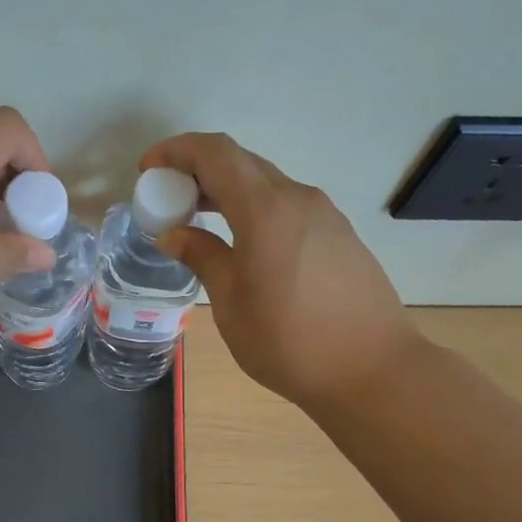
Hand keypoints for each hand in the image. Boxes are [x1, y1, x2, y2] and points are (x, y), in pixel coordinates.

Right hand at [144, 132, 415, 410]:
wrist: (372, 370)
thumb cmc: (289, 343)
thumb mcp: (232, 304)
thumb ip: (203, 258)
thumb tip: (174, 234)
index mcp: (265, 210)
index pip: (215, 153)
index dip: (177, 151)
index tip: (149, 170)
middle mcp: (297, 198)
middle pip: (241, 163)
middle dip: (198, 170)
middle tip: (169, 199)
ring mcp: (324, 214)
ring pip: (266, 184)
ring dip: (228, 192)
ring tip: (199, 222)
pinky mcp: (338, 234)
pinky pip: (287, 206)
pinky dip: (254, 209)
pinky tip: (242, 243)